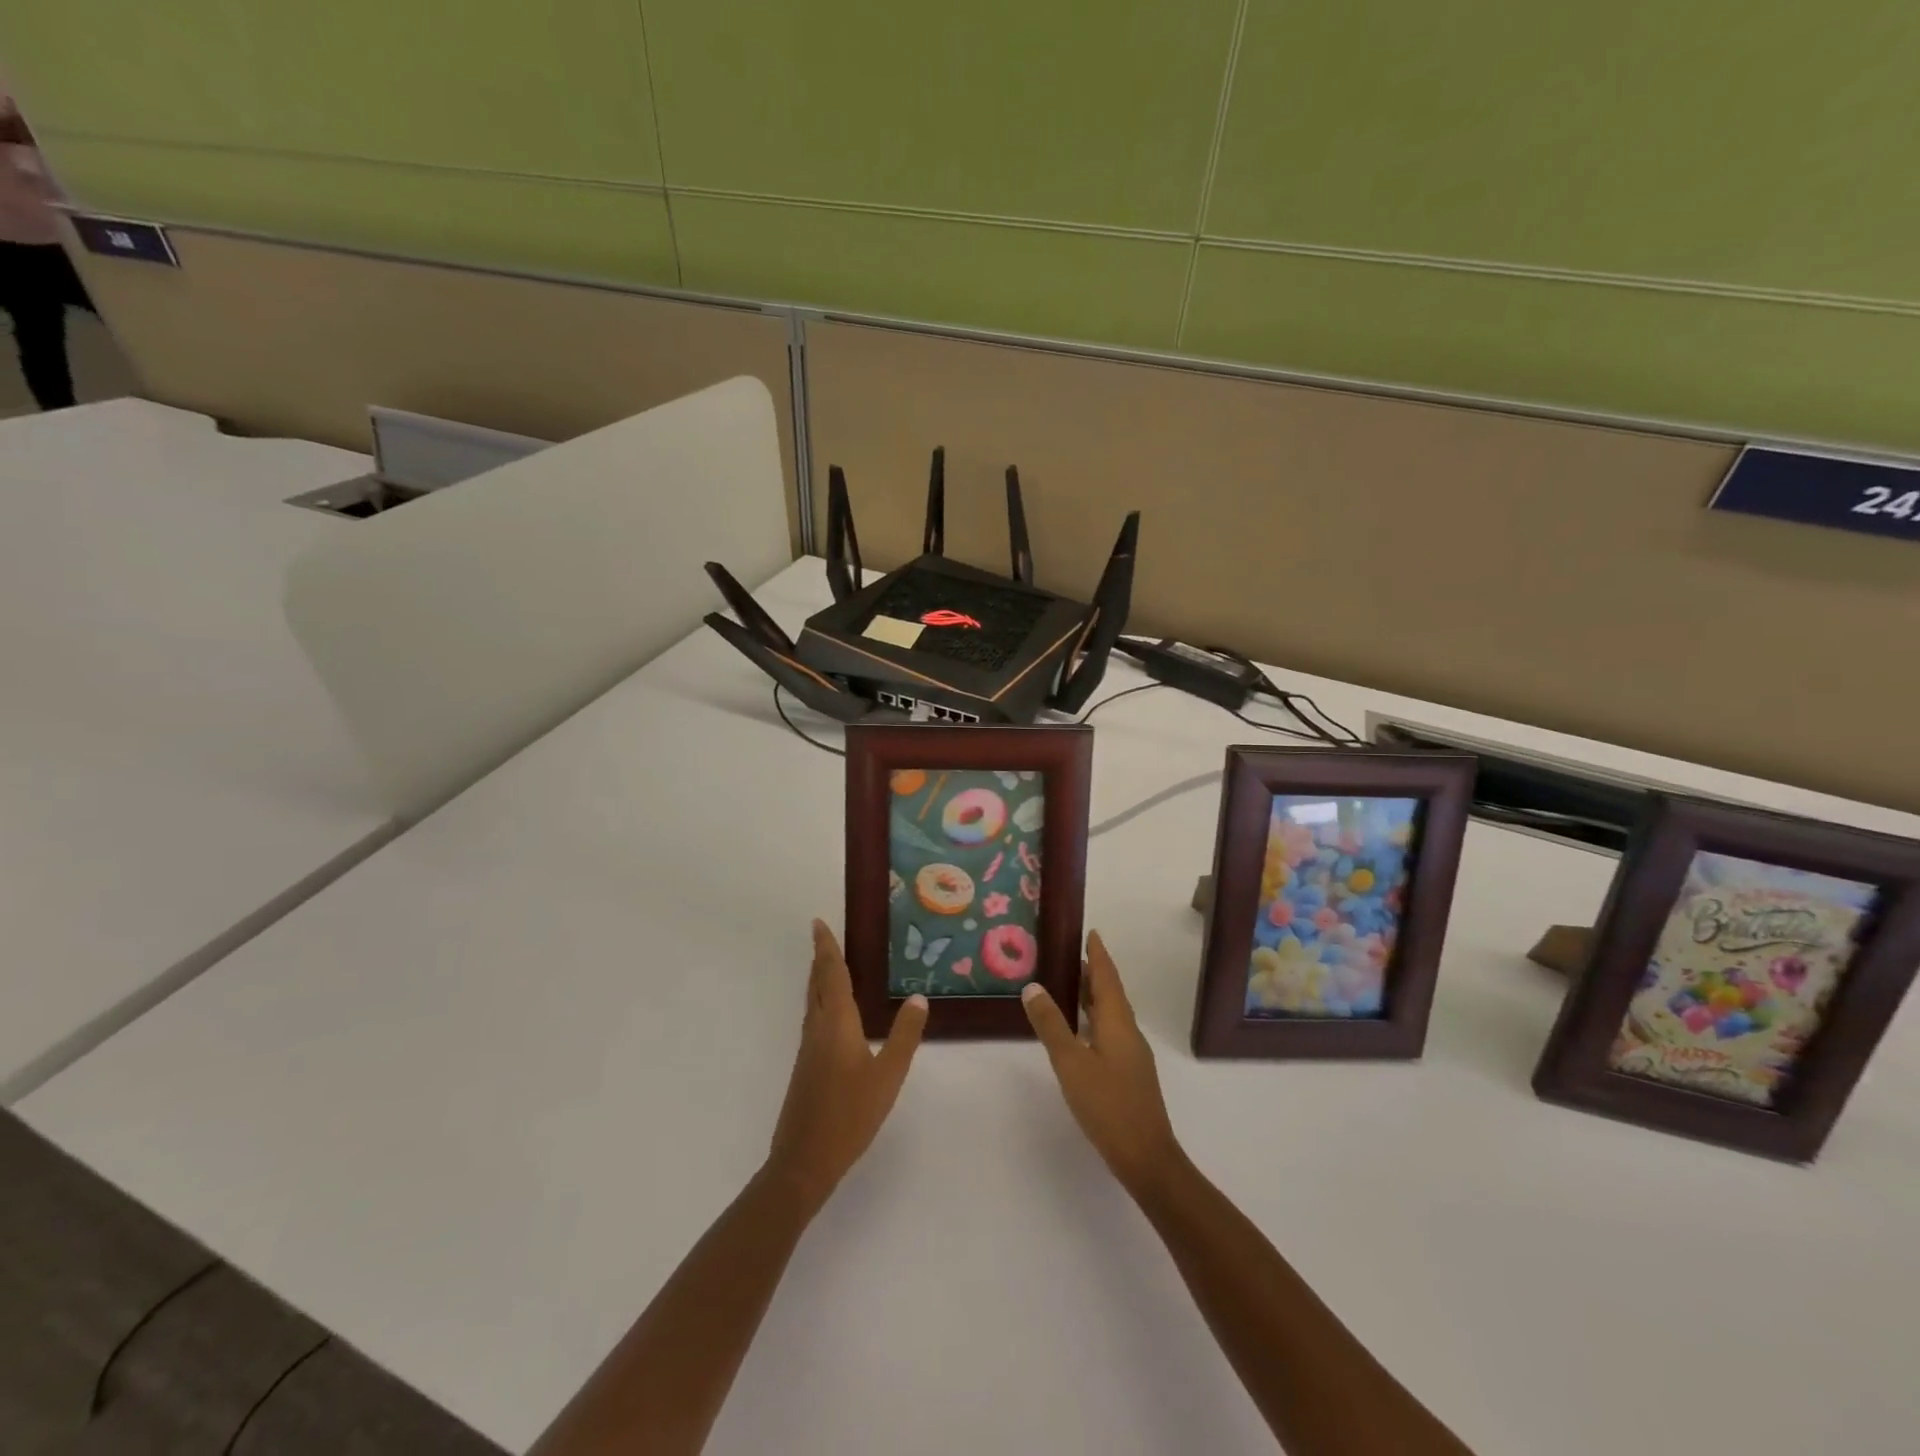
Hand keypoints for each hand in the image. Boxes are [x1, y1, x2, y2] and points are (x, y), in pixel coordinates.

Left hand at [766, 920, 927, 1211]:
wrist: (804, 1160)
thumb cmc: (850, 1114)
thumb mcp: (888, 1074)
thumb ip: (905, 1035)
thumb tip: (917, 997)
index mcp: (836, 1024)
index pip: (831, 975)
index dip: (826, 948)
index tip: (818, 923)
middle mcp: (817, 1029)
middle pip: (816, 985)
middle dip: (820, 959)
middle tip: (824, 937)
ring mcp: (808, 1049)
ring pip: (812, 1003)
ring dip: (819, 980)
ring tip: (829, 966)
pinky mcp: (805, 1067)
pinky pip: (813, 1020)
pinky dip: (821, 1002)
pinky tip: (833, 1015)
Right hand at [1022, 931, 1182, 1196]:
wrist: (1146, 1157)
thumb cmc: (1108, 1105)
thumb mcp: (1071, 1063)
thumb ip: (1051, 1025)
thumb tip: (1033, 986)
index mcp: (1118, 1022)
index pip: (1106, 978)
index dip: (1098, 955)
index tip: (1090, 933)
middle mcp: (1128, 1032)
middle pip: (1110, 993)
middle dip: (1092, 973)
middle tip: (1068, 955)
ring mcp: (1131, 1054)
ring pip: (1110, 1014)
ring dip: (1092, 997)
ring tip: (1069, 986)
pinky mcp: (1128, 1073)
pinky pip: (1109, 1032)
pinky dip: (1093, 1019)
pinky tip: (1079, 1031)